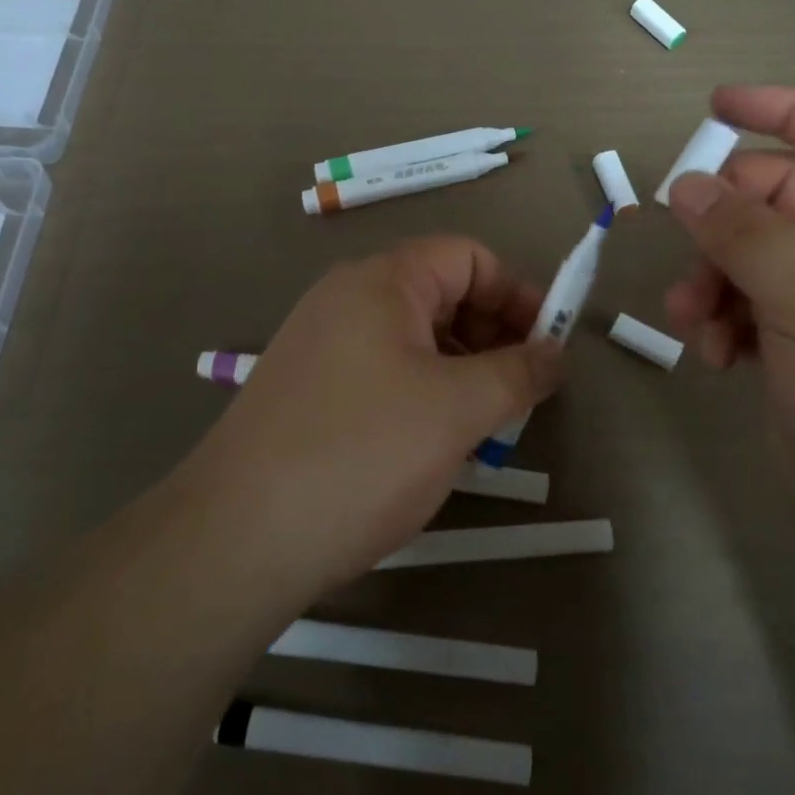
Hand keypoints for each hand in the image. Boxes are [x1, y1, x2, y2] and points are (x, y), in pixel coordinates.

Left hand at [181, 236, 563, 598]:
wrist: (239, 537)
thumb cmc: (362, 455)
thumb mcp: (457, 409)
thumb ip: (518, 372)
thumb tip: (556, 353)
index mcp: (381, 281)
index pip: (468, 257)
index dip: (517, 294)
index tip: (548, 347)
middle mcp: (346, 299)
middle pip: (441, 294)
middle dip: (492, 334)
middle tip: (520, 392)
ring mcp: (322, 344)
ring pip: (414, 338)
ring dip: (461, 369)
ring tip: (483, 424)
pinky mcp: (310, 388)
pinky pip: (384, 371)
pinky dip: (423, 392)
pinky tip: (433, 442)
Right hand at [664, 86, 794, 570]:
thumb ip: (745, 233)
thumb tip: (686, 186)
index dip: (786, 110)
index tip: (715, 107)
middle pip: (779, 197)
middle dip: (727, 221)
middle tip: (688, 242)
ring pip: (747, 254)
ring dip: (711, 278)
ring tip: (694, 318)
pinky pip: (741, 304)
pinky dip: (718, 319)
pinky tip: (711, 353)